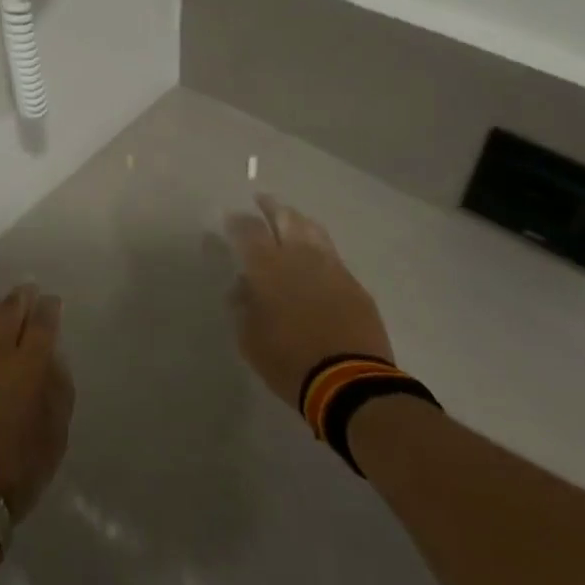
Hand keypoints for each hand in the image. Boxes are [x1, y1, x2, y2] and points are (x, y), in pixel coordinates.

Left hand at [0, 285, 73, 519]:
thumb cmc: (14, 472)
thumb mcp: (54, 439)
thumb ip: (57, 394)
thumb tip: (52, 364)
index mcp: (29, 367)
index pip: (42, 324)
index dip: (49, 308)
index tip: (52, 301)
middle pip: (8, 311)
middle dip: (21, 298)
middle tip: (27, 291)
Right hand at [224, 194, 393, 409]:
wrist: (348, 382)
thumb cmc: (287, 361)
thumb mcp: (249, 338)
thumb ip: (242, 305)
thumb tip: (242, 285)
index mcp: (268, 268)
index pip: (249, 230)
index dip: (238, 220)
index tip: (230, 217)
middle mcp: (300, 257)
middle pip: (286, 218)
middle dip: (271, 207)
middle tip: (262, 201)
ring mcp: (332, 267)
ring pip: (313, 230)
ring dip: (298, 221)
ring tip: (290, 221)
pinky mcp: (354, 284)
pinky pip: (332, 255)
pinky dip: (318, 248)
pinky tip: (314, 257)